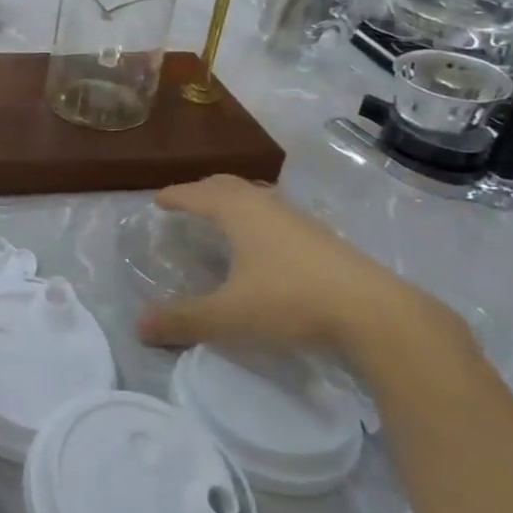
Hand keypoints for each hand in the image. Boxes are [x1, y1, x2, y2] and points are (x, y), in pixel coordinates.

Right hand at [135, 175, 450, 365]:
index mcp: (239, 213)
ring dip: (233, 202)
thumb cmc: (291, 302)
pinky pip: (277, 214)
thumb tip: (138, 326)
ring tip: (222, 218)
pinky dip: (257, 218)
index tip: (157, 200)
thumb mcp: (229, 316)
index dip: (175, 196)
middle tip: (186, 201)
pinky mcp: (323, 238)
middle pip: (228, 186)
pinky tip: (264, 244)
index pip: (198, 194)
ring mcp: (299, 220)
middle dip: (202, 190)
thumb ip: (183, 320)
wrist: (375, 312)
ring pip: (257, 198)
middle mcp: (267, 206)